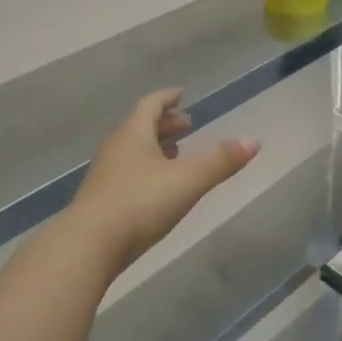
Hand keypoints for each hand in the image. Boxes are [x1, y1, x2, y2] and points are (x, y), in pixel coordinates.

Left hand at [68, 90, 258, 272]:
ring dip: (154, 146)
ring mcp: (104, 174)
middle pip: (140, 125)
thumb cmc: (140, 203)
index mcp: (133, 133)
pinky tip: (156, 186)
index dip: (168, 98)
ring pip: (132, 149)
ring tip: (175, 153)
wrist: (88, 246)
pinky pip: (126, 171)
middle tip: (187, 125)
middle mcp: (116, 147)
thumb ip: (221, 161)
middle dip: (165, 124)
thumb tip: (254, 141)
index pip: (151, 104)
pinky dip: (144, 168)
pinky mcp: (100, 199)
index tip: (181, 94)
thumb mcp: (188, 181)